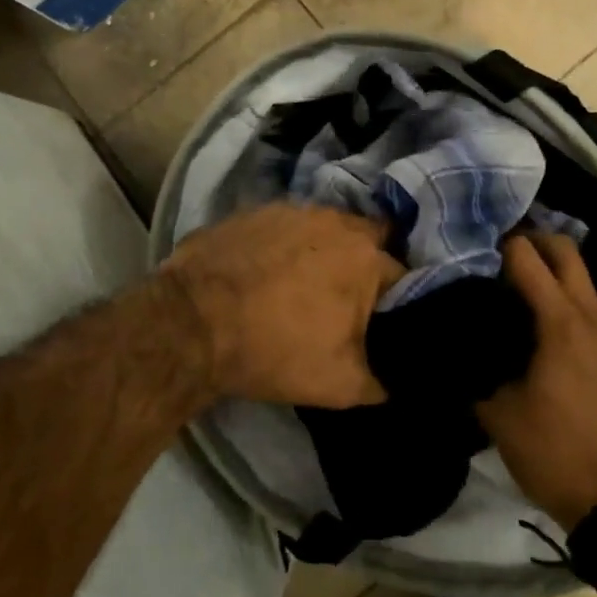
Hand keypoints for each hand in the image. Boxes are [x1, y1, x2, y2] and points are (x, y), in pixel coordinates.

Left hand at [160, 203, 403, 408]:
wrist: (192, 324)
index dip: (399, 299)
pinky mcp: (255, 210)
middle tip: (351, 293)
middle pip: (368, 238)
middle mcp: (336, 222)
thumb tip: (391, 384)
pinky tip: (269, 267)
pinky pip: (286, 225)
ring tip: (308, 279)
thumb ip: (379, 382)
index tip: (388, 317)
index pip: (403, 275)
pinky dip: (286, 243)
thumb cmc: (275, 351)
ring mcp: (292, 210)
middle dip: (367, 261)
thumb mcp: (340, 386)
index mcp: (366, 258)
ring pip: (326, 227)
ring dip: (326, 248)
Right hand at [479, 234, 596, 529]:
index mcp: (561, 323)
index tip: (468, 249)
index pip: (527, 258)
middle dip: (531, 240)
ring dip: (550, 268)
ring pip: (581, 276)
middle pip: (565, 250)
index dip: (496, 246)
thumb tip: (454, 344)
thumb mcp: (499, 413)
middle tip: (494, 253)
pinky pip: (588, 304)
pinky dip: (563, 295)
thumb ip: (475, 368)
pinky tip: (536, 320)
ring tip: (509, 284)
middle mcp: (591, 316)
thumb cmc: (555, 452)